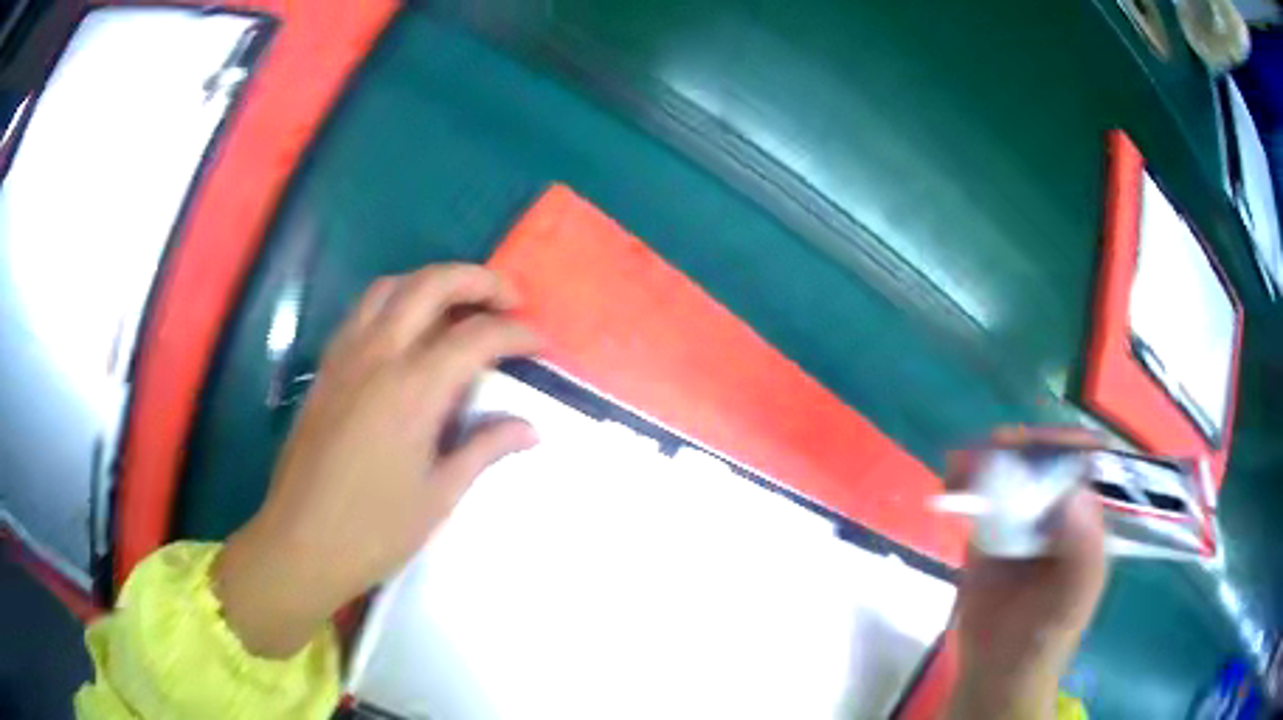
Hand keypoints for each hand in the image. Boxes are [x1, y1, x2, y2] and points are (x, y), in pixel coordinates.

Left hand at [213, 264, 541, 657]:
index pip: (477, 337)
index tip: (542, 346)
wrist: (300, 543)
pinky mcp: (326, 368)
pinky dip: (395, 300)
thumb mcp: (440, 495)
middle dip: (479, 281)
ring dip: (433, 282)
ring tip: (459, 306)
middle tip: (509, 301)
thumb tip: (530, 429)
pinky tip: (407, 331)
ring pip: (391, 286)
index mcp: (412, 390)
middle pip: (432, 284)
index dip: (518, 334)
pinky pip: (362, 310)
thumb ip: (485, 449)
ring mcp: (345, 356)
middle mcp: (377, 356)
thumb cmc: (375, 529)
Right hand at [947, 428, 1108, 719]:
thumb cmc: (1044, 636)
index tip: (1031, 446)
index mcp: (1087, 517)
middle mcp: (1057, 509)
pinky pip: (980, 496)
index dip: (1059, 445)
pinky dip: (966, 480)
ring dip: (987, 458)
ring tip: (963, 462)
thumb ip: (1082, 549)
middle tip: (992, 448)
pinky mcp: (988, 532)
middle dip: (1019, 447)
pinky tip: (952, 478)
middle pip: (1042, 459)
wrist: (997, 670)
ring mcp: (1021, 518)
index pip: (1081, 461)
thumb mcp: (1074, 597)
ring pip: (1009, 471)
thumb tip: (1068, 494)